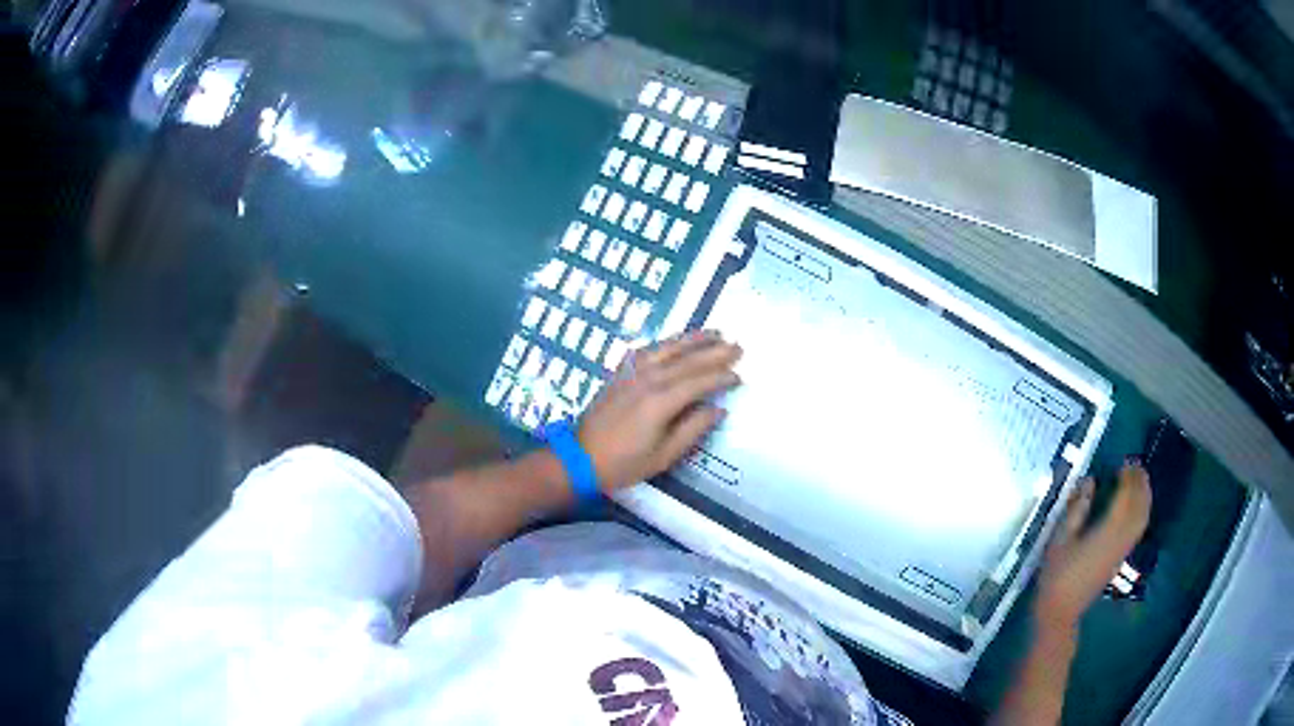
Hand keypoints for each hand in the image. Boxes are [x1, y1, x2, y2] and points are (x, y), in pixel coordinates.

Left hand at [578, 330, 740, 491]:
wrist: (580, 457)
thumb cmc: (624, 463)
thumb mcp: (665, 455)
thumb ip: (693, 429)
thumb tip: (718, 409)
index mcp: (661, 401)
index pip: (699, 382)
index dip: (721, 377)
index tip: (740, 376)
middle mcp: (648, 379)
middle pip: (687, 359)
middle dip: (714, 352)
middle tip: (738, 346)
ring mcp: (632, 372)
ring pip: (668, 347)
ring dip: (693, 338)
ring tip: (715, 332)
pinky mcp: (621, 372)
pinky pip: (648, 349)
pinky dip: (666, 342)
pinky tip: (675, 341)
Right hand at [1035, 461, 1151, 633]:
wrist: (1061, 611)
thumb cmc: (1056, 575)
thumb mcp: (1060, 540)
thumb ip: (1077, 509)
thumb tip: (1089, 482)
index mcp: (1106, 531)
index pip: (1125, 497)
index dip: (1127, 477)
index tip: (1123, 461)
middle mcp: (1120, 538)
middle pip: (1139, 505)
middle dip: (1140, 483)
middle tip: (1135, 465)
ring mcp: (1123, 549)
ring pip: (1142, 517)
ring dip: (1144, 496)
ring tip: (1139, 480)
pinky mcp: (1120, 557)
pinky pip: (1138, 528)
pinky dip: (1142, 511)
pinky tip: (1135, 506)